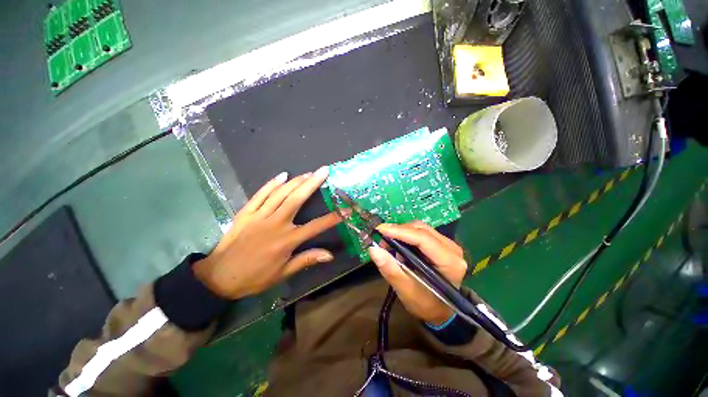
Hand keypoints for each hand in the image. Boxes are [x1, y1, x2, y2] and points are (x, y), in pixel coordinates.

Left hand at [193, 167, 341, 298]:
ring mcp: (259, 216)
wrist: (218, 277)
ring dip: (296, 181)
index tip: (345, 209)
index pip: (315, 226)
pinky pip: (260, 194)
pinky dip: (271, 184)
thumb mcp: (283, 273)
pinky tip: (282, 175)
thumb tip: (329, 255)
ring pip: (280, 193)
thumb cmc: (254, 277)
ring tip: (309, 173)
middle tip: (324, 171)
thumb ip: (306, 260)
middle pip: (297, 199)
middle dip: (312, 183)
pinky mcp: (246, 213)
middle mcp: (275, 224)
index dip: (332, 218)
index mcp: (286, 241)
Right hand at [368, 221, 467, 325]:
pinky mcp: (442, 244)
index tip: (380, 229)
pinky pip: (422, 232)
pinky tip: (399, 246)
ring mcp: (448, 245)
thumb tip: (373, 249)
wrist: (440, 311)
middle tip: (382, 242)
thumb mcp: (405, 290)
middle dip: (399, 232)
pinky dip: (407, 235)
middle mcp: (452, 249)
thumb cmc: (425, 304)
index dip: (400, 231)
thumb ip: (390, 269)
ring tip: (389, 245)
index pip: (423, 239)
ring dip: (402, 233)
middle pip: (422, 230)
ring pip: (421, 228)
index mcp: (449, 263)